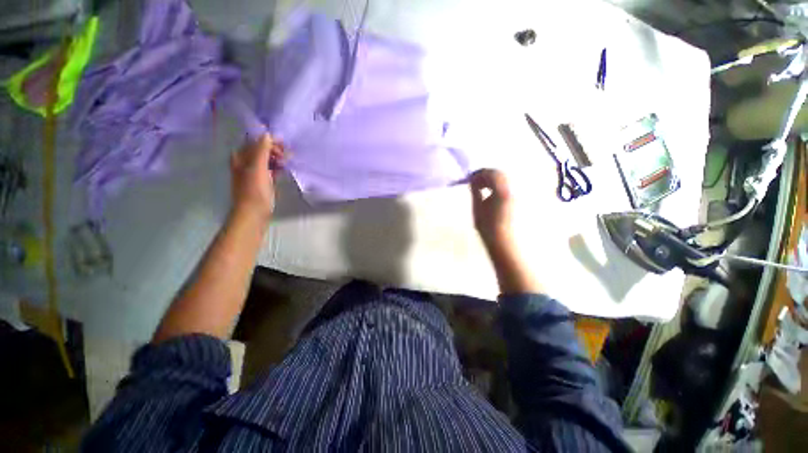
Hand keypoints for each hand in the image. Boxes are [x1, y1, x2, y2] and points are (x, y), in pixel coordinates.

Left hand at [230, 133, 284, 220]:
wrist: (253, 213)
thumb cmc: (254, 190)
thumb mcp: (258, 168)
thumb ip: (261, 150)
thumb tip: (267, 134)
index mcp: (241, 157)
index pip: (255, 142)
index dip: (268, 141)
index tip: (284, 145)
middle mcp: (245, 163)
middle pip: (261, 150)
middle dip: (274, 150)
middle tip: (287, 154)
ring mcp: (253, 173)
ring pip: (266, 160)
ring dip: (277, 158)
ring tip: (287, 161)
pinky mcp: (261, 181)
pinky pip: (269, 170)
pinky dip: (276, 168)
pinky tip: (283, 169)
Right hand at [469, 169, 513, 250]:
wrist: (502, 239)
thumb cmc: (487, 226)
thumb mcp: (477, 207)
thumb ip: (475, 191)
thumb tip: (472, 181)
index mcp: (501, 191)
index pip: (490, 174)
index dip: (479, 174)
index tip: (470, 178)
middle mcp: (511, 189)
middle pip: (499, 174)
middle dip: (486, 175)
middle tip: (475, 182)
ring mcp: (515, 193)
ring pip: (504, 179)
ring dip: (492, 179)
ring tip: (481, 188)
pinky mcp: (515, 198)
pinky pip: (507, 185)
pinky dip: (497, 185)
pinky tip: (490, 193)